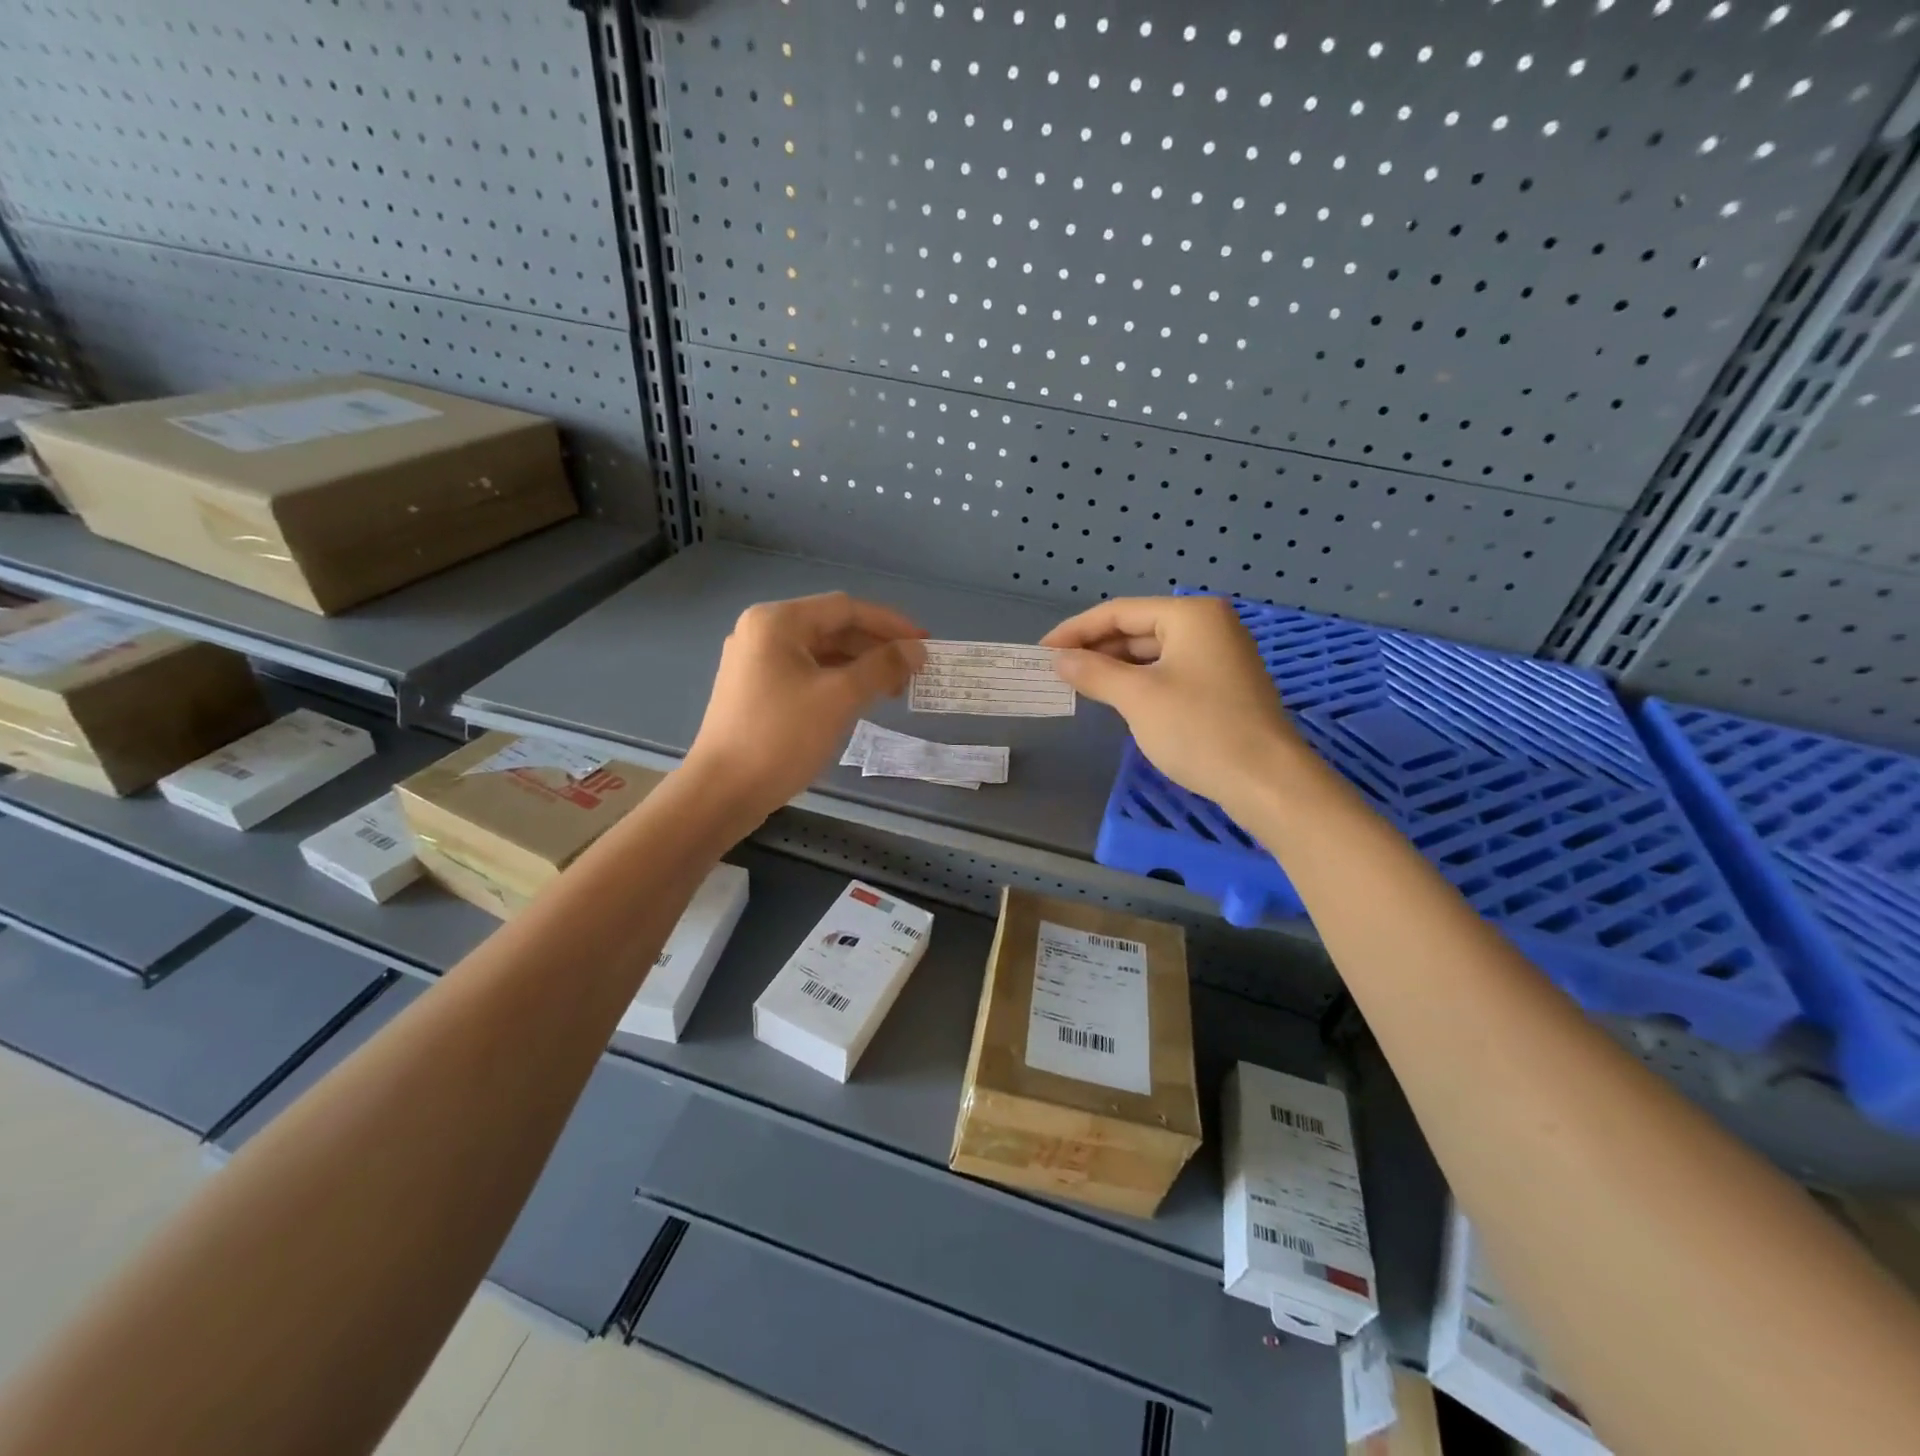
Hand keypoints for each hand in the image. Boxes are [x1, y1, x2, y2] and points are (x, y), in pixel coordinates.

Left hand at [685, 592, 926, 819]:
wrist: (722, 792)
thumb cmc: (781, 737)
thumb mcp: (839, 698)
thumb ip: (882, 667)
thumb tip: (917, 650)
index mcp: (777, 622)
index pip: (846, 608)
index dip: (890, 624)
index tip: (925, 644)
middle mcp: (763, 632)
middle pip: (832, 627)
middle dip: (875, 647)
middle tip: (912, 671)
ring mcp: (755, 662)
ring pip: (820, 653)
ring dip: (858, 666)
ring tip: (892, 690)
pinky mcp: (756, 689)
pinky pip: (806, 673)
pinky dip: (836, 682)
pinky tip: (859, 700)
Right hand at [1042, 596, 1314, 809]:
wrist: (1266, 781)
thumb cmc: (1199, 729)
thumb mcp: (1138, 698)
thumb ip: (1094, 672)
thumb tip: (1058, 660)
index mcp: (1190, 615)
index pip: (1119, 612)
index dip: (1076, 630)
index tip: (1041, 651)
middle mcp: (1208, 625)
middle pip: (1137, 629)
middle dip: (1095, 649)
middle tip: (1055, 670)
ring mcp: (1219, 655)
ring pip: (1153, 653)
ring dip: (1115, 667)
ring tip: (1078, 684)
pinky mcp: (1222, 685)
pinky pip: (1169, 672)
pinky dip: (1139, 681)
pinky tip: (1115, 698)